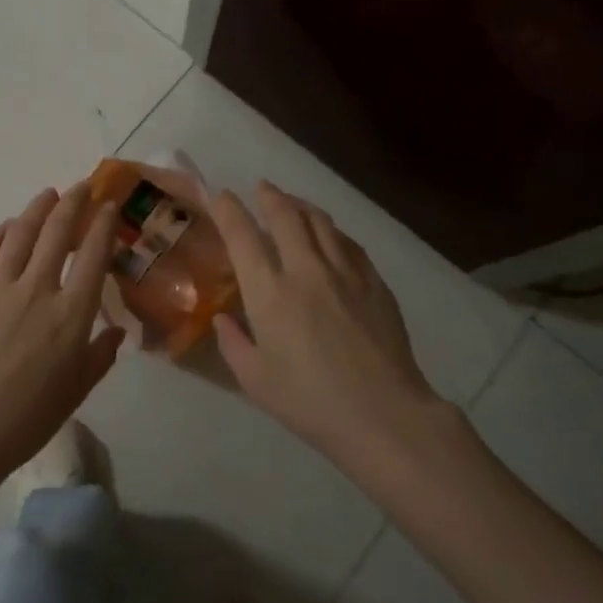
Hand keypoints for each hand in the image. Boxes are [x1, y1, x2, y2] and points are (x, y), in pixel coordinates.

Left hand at [0, 185, 125, 477]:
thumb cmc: (29, 417)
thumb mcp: (78, 390)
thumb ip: (101, 354)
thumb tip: (117, 330)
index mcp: (72, 314)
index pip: (94, 255)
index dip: (103, 224)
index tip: (108, 206)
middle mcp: (38, 289)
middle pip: (58, 232)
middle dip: (73, 203)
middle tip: (82, 187)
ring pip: (21, 233)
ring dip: (38, 208)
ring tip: (48, 195)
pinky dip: (0, 233)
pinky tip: (9, 227)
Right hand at [209, 182, 453, 459]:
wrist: (382, 414)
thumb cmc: (309, 402)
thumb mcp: (254, 379)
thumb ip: (233, 343)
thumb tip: (223, 319)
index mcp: (269, 293)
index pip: (243, 236)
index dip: (228, 209)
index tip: (220, 196)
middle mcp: (306, 270)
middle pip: (287, 216)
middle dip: (269, 196)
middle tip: (261, 188)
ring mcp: (345, 273)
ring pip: (321, 223)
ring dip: (302, 206)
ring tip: (293, 203)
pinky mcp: (375, 283)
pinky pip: (349, 243)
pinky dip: (332, 231)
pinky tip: (330, 235)